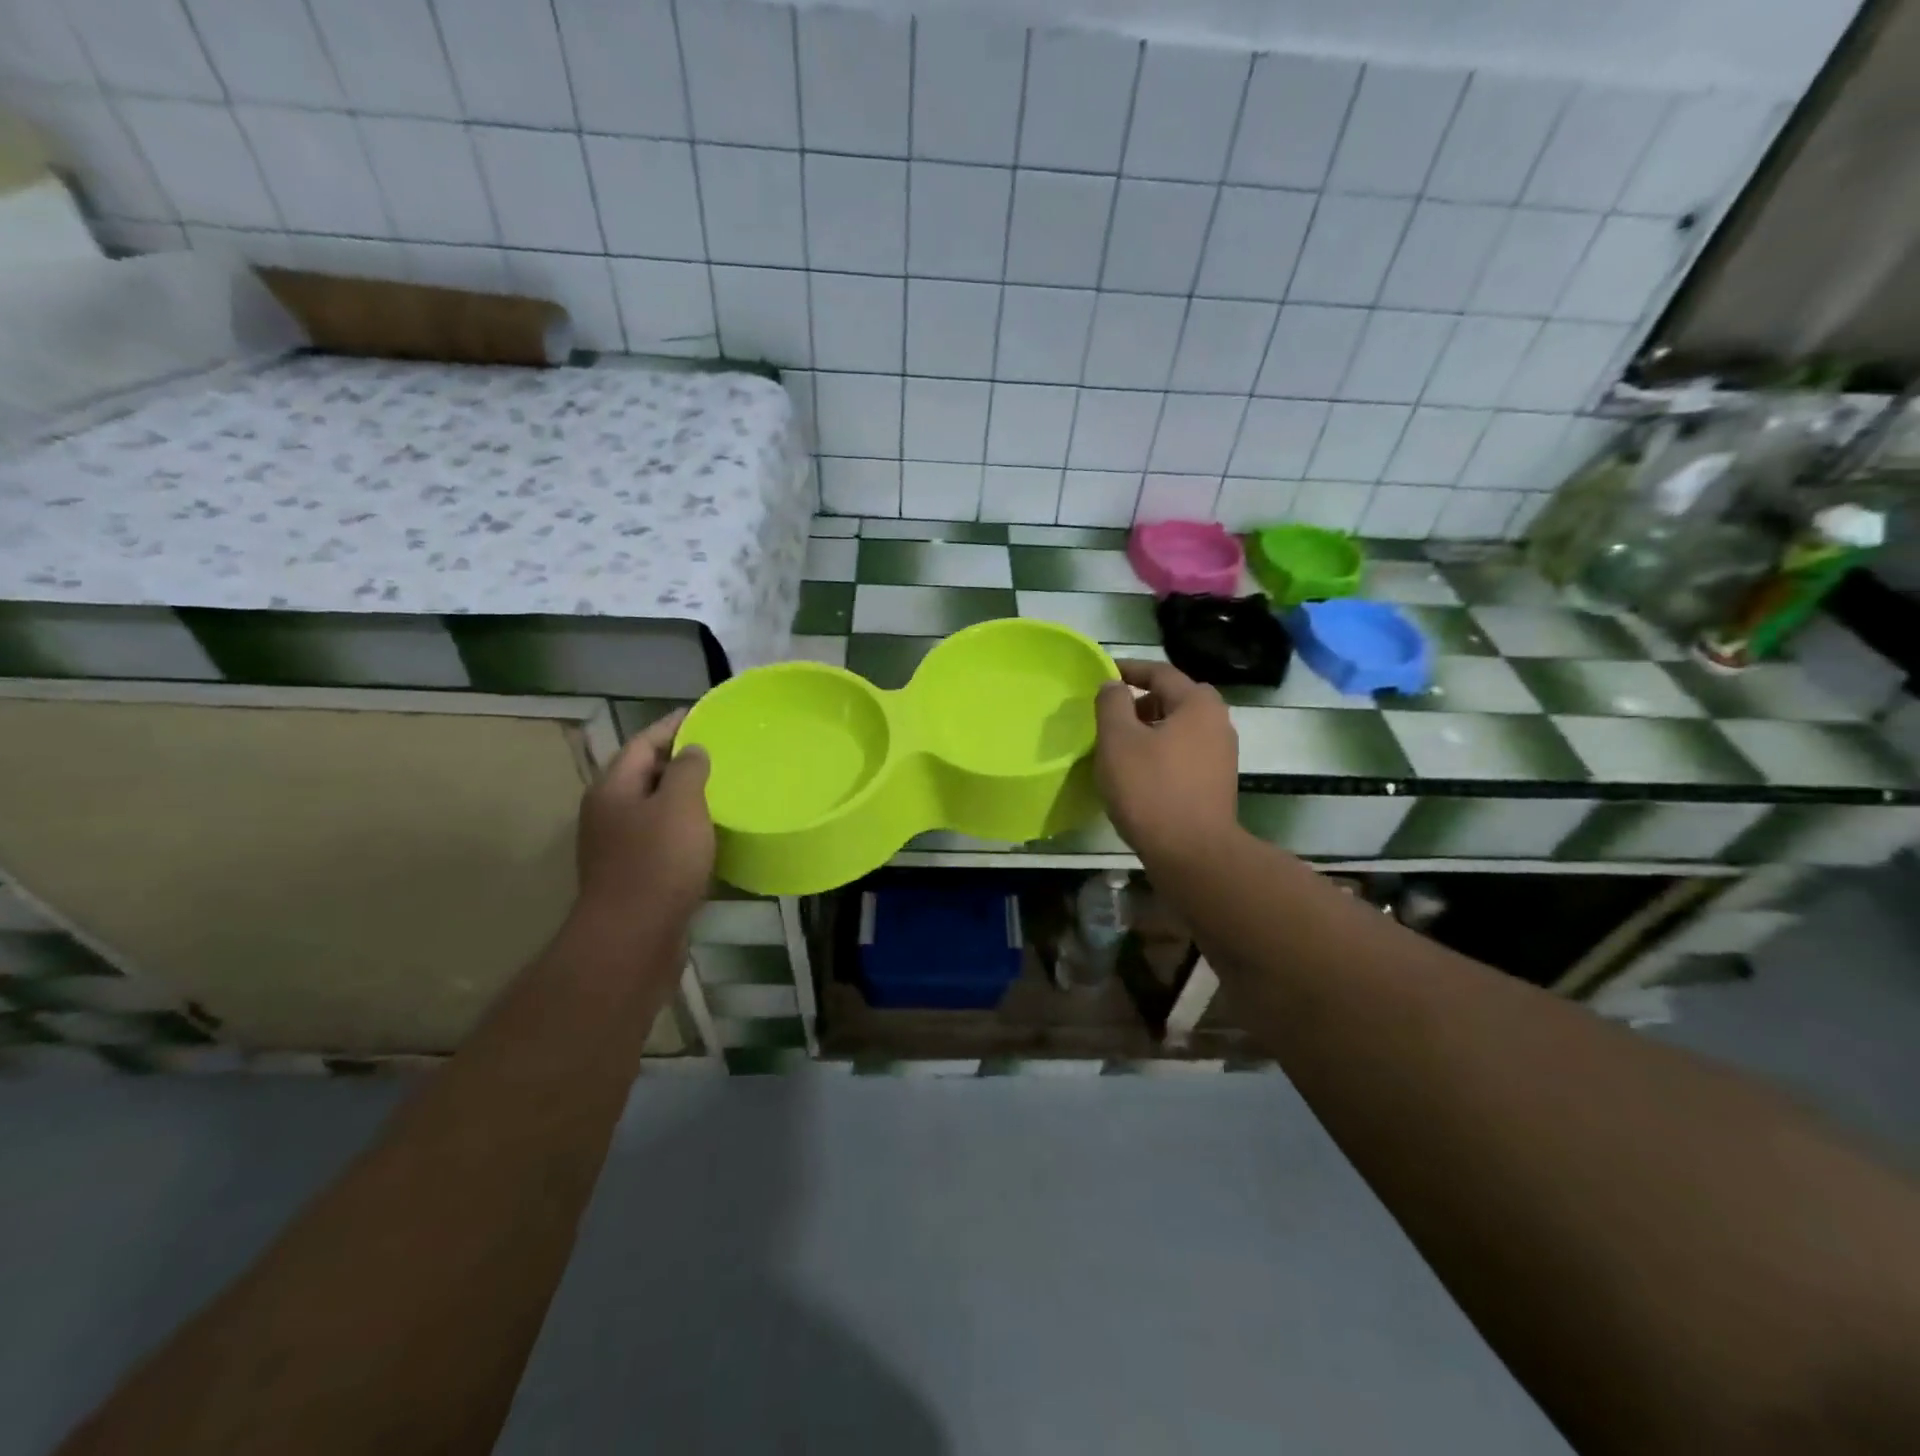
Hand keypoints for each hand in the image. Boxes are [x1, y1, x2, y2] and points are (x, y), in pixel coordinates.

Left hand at [574, 711, 713, 927]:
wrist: (633, 939)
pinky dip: (683, 828)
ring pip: (653, 809)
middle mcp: (608, 813)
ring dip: (682, 797)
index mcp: (613, 789)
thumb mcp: (679, 805)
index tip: (703, 714)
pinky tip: (710, 833)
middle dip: (678, 760)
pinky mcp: (633, 875)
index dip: (672, 725)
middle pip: (643, 774)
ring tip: (720, 788)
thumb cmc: (657, 862)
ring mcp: (617, 847)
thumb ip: (687, 769)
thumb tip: (692, 750)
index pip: (642, 743)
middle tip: (719, 750)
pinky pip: (660, 838)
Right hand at [1094, 660, 1238, 864]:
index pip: (1160, 672)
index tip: (1103, 673)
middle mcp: (1218, 722)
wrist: (1192, 853)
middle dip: (1142, 699)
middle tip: (1113, 712)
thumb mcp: (1118, 740)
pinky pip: (1185, 752)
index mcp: (1197, 704)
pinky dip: (1162, 750)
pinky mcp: (1217, 782)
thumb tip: (1113, 685)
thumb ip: (1111, 704)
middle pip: (1175, 698)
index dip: (1128, 669)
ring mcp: (1222, 754)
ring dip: (1151, 727)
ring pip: (1180, 727)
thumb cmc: (1150, 789)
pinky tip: (1140, 771)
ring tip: (1121, 743)